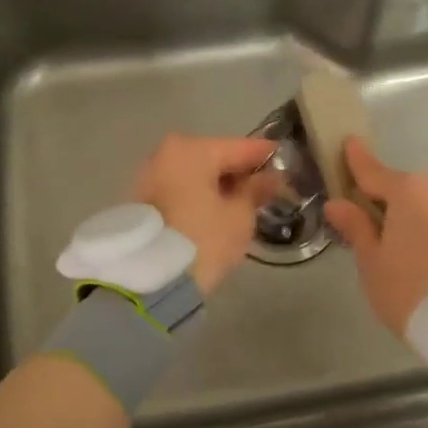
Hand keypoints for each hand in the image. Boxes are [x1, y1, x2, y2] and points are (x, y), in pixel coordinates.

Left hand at [132, 134, 278, 295]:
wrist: (147, 281)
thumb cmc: (201, 241)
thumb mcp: (239, 217)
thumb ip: (256, 190)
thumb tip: (270, 177)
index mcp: (192, 150)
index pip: (240, 147)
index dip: (266, 155)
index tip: (287, 160)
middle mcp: (165, 153)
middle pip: (214, 158)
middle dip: (239, 172)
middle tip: (266, 188)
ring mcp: (148, 176)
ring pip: (195, 174)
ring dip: (217, 185)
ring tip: (243, 204)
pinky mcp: (140, 200)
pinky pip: (180, 189)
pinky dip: (199, 196)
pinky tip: (216, 212)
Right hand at [324, 137, 427, 336]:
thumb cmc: (415, 292)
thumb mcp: (374, 266)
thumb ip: (357, 229)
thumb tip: (337, 203)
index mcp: (409, 191)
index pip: (374, 172)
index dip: (358, 161)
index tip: (350, 143)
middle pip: (414, 195)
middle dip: (402, 211)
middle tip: (392, 244)